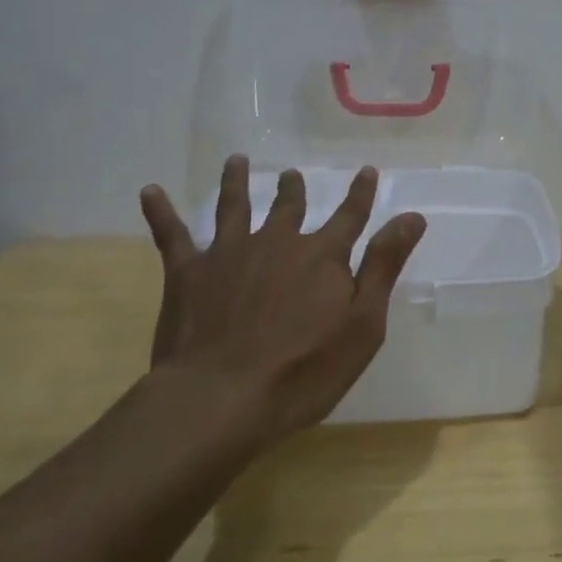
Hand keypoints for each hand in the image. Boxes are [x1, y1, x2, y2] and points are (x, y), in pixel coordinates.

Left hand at [138, 157, 426, 444]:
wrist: (220, 399)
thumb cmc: (303, 371)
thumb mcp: (362, 324)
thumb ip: (384, 266)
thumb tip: (411, 216)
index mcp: (321, 256)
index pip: (349, 216)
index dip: (360, 193)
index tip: (366, 170)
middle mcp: (277, 242)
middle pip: (289, 207)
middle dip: (292, 189)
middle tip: (291, 173)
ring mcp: (229, 253)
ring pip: (234, 207)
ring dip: (235, 182)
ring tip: (235, 162)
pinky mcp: (188, 273)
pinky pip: (172, 235)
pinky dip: (161, 212)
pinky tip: (150, 191)